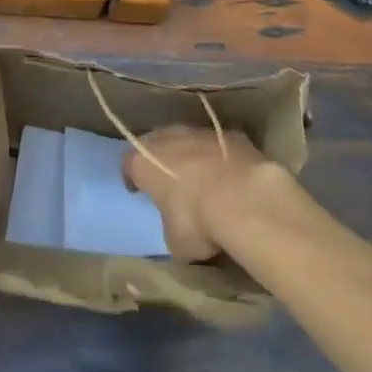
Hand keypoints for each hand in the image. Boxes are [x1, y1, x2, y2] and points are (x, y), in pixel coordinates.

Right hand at [122, 124, 277, 262]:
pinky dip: (218, 156)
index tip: (137, 190)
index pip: (128, 164)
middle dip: (160, 159)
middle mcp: (167, 138)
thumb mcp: (174, 240)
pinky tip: (228, 175)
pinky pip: (216, 144)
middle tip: (167, 179)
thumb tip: (177, 224)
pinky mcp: (228, 133)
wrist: (242, 196)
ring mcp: (198, 132)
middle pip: (156, 142)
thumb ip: (170, 224)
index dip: (132, 177)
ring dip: (190, 155)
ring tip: (200, 177)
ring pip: (187, 139)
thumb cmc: (197, 220)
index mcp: (144, 162)